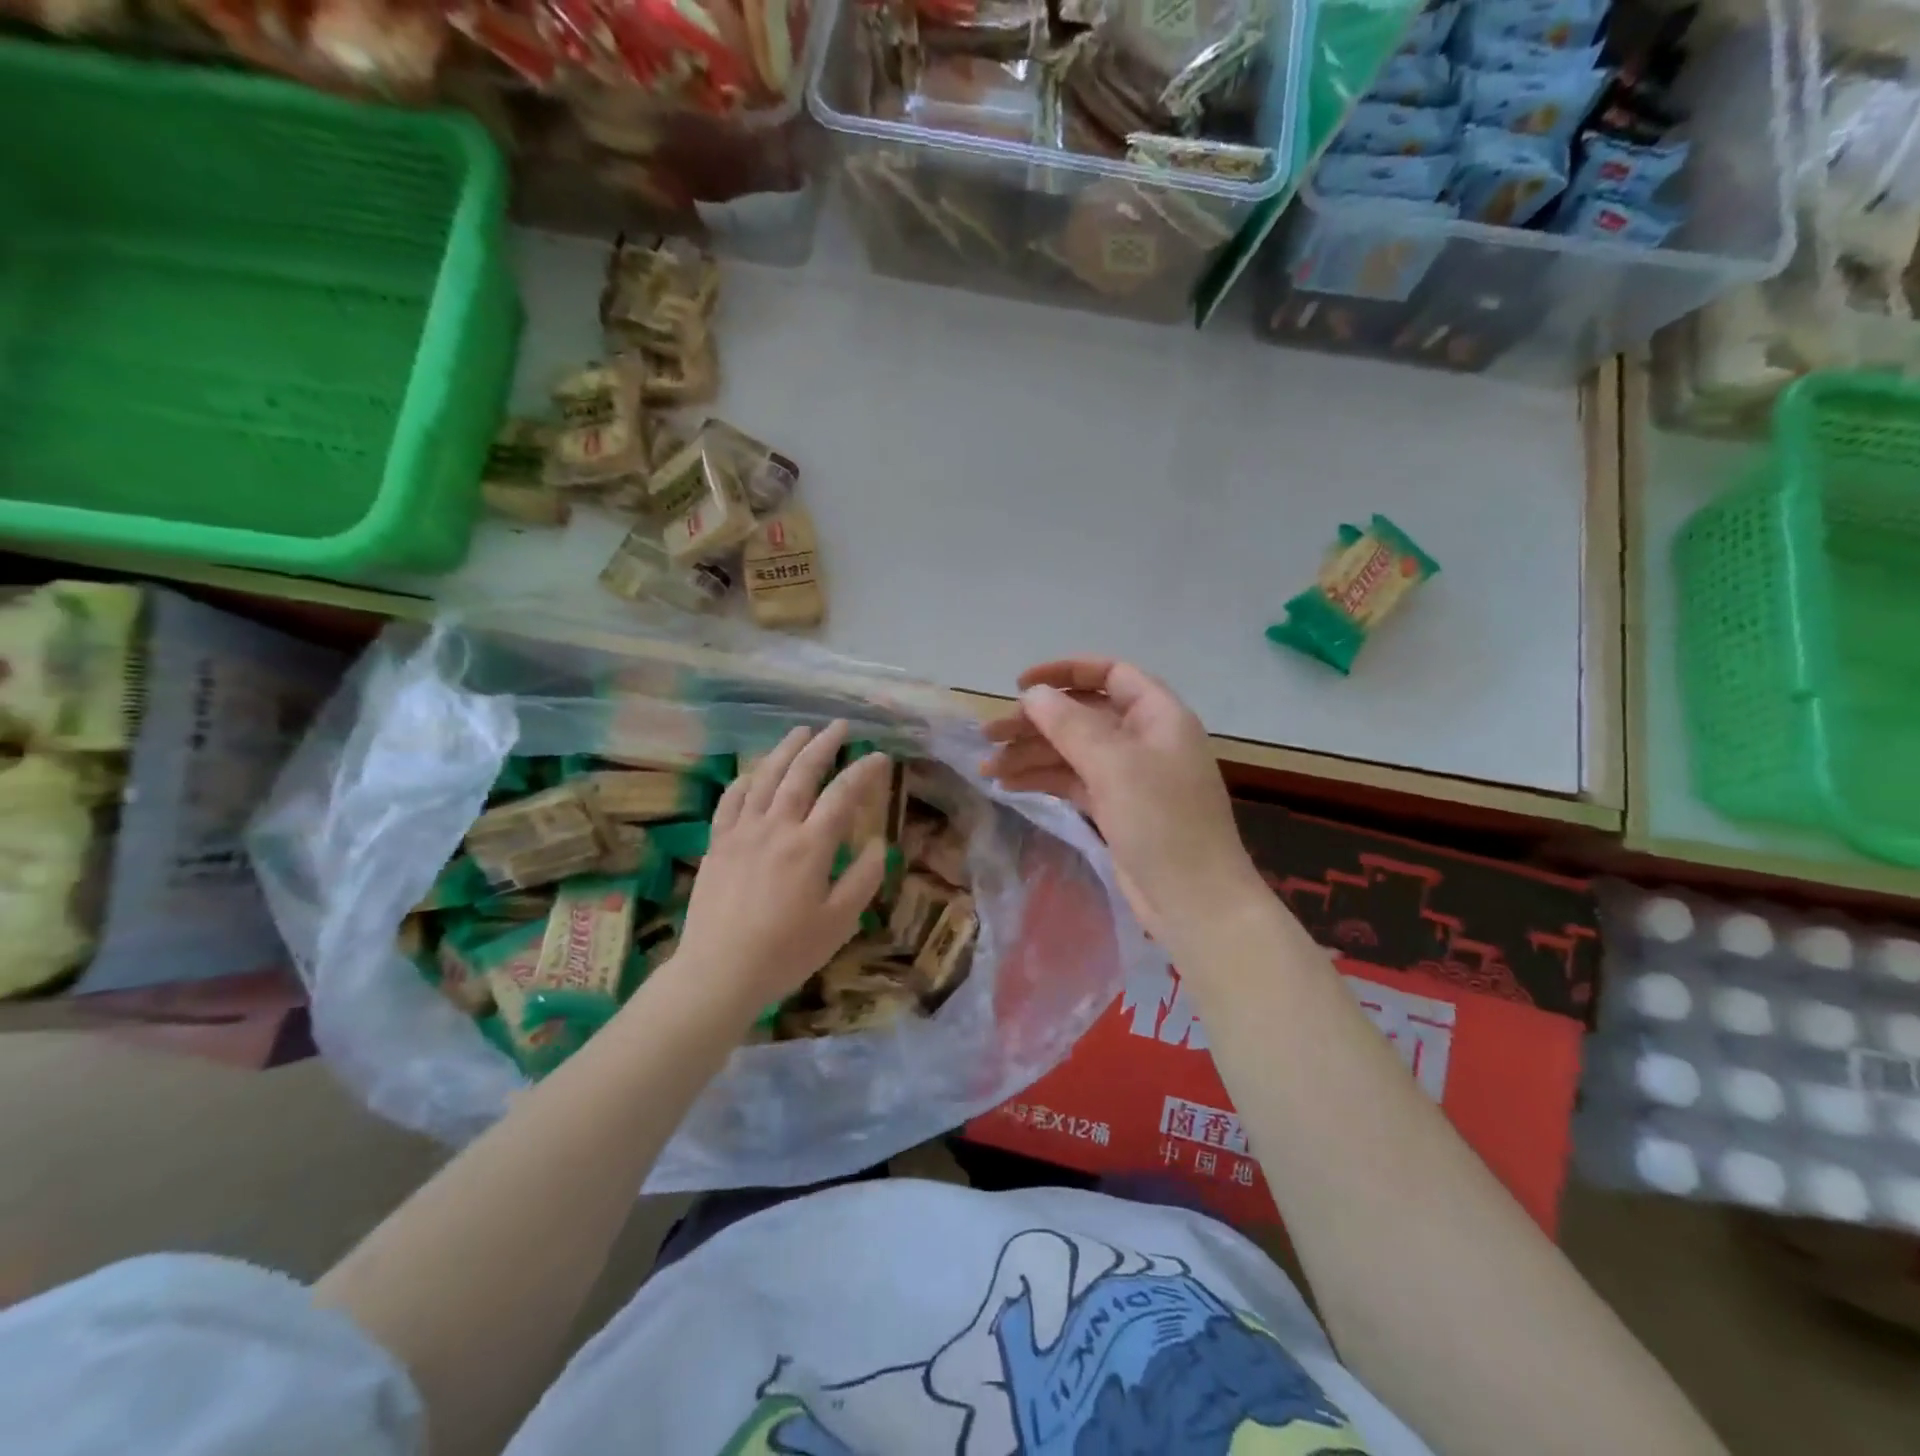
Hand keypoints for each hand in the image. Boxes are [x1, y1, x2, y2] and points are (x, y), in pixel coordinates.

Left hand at [666, 721, 888, 1020]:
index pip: (843, 795)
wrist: (718, 972)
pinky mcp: (718, 843)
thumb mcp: (839, 922)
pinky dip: (746, 779)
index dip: (863, 771)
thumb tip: (879, 844)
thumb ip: (863, 878)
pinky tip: (754, 772)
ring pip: (765, 777)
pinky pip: (731, 799)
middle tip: (840, 726)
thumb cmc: (786, 952)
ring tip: (801, 731)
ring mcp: (742, 832)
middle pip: (802, 773)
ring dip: (785, 750)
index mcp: (810, 846)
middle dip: (824, 745)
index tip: (880, 756)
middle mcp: (776, 827)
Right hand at [983, 658, 1263, 946]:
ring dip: (1031, 754)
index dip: (1064, 672)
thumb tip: (1034, 693)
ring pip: (1073, 751)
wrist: (1194, 902)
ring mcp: (1130, 776)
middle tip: (988, 736)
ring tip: (987, 769)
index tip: (1020, 685)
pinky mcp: (1116, 808)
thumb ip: (1070, 724)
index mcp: (1158, 715)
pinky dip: (1044, 780)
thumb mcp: (1114, 765)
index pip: (1110, 673)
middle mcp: (1144, 739)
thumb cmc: (1162, 822)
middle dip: (1036, 722)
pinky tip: (1009, 785)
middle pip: (1083, 714)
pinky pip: (1074, 781)